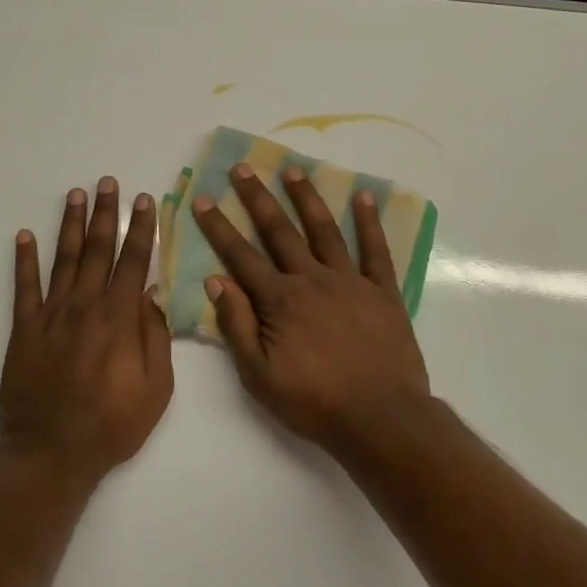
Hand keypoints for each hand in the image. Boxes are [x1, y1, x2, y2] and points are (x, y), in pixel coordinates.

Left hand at [0, 178, 174, 480]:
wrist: (51, 452)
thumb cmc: (112, 425)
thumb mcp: (156, 389)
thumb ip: (156, 338)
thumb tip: (151, 297)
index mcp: (119, 318)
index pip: (134, 262)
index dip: (141, 229)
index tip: (145, 200)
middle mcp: (85, 306)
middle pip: (98, 250)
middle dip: (106, 214)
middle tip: (108, 182)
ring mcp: (51, 314)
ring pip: (64, 259)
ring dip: (71, 225)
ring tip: (76, 194)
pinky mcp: (24, 329)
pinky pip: (24, 287)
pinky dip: (24, 260)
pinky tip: (24, 235)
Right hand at [192, 164, 429, 444]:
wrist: (381, 418)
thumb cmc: (314, 402)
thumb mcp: (259, 375)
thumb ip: (237, 326)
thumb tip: (216, 281)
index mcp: (280, 300)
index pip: (241, 256)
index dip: (219, 227)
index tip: (203, 199)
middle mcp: (312, 280)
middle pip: (279, 232)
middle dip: (257, 198)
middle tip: (242, 167)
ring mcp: (351, 282)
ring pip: (324, 231)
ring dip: (306, 199)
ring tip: (292, 171)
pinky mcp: (383, 292)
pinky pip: (375, 251)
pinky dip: (369, 223)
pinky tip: (363, 198)